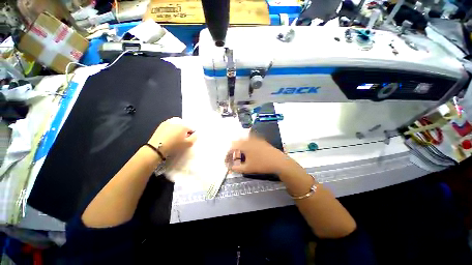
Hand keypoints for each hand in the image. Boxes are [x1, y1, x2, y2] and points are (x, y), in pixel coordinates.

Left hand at [148, 117, 195, 157]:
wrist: (157, 148)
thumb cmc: (175, 145)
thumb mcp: (188, 144)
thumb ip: (195, 137)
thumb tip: (196, 133)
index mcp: (184, 125)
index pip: (192, 128)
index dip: (191, 134)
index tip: (187, 140)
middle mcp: (177, 121)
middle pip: (185, 125)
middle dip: (185, 130)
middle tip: (181, 138)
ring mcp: (169, 121)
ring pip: (177, 124)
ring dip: (178, 129)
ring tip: (175, 137)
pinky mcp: (162, 124)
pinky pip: (170, 125)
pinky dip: (171, 129)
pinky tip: (169, 136)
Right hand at [226, 135, 289, 173]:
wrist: (278, 161)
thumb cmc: (261, 164)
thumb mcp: (248, 168)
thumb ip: (237, 168)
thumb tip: (230, 168)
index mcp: (243, 145)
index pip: (231, 148)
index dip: (227, 155)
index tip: (227, 162)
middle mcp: (248, 139)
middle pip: (236, 143)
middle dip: (233, 151)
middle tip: (234, 159)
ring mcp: (255, 139)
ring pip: (243, 141)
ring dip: (240, 147)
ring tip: (241, 156)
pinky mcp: (261, 140)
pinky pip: (250, 141)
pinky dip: (247, 146)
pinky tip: (250, 152)